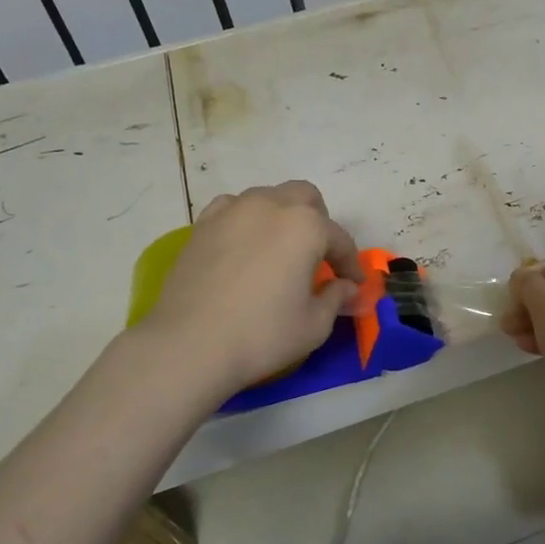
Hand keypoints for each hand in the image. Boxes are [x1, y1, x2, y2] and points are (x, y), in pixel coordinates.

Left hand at [137, 181, 362, 397]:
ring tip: (281, 251)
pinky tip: (245, 248)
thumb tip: (348, 289)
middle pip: (306, 198)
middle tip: (319, 258)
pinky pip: (234, 209)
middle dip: (319, 223)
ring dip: (283, 218)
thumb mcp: (315, 324)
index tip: (354, 285)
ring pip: (268, 198)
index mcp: (305, 226)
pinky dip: (247, 222)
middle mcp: (270, 205)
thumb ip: (337, 298)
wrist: (189, 345)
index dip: (351, 265)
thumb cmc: (262, 334)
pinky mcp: (202, 225)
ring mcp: (232, 211)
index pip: (339, 240)